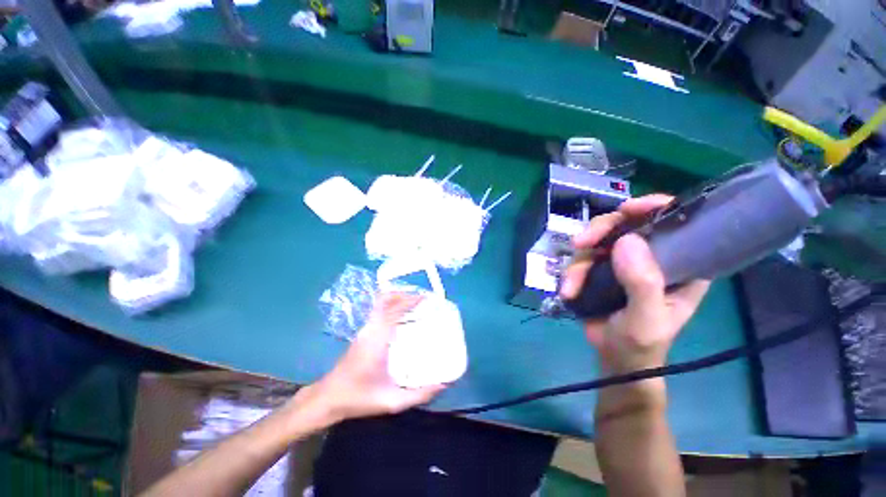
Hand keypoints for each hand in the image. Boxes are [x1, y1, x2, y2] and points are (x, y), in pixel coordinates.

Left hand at [306, 292, 445, 422]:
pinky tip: (402, 316)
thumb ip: (419, 394)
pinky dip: (391, 306)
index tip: (427, 298)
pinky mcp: (362, 333)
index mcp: (377, 339)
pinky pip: (378, 311)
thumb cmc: (359, 398)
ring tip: (415, 303)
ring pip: (380, 304)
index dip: (411, 300)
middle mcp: (370, 329)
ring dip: (398, 298)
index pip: (395, 310)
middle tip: (422, 299)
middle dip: (405, 295)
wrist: (328, 399)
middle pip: (386, 300)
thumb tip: (444, 384)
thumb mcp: (392, 401)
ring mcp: (364, 329)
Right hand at [560, 195, 709, 375]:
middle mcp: (652, 256)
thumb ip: (642, 283)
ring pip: (597, 241)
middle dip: (600, 231)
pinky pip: (581, 258)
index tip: (628, 210)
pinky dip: (571, 273)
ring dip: (578, 262)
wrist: (614, 357)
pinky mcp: (600, 268)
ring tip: (571, 287)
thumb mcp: (647, 318)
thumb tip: (626, 240)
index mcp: (681, 263)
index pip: (675, 222)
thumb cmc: (641, 343)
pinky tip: (569, 292)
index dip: (653, 207)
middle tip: (580, 244)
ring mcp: (622, 261)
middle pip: (625, 224)